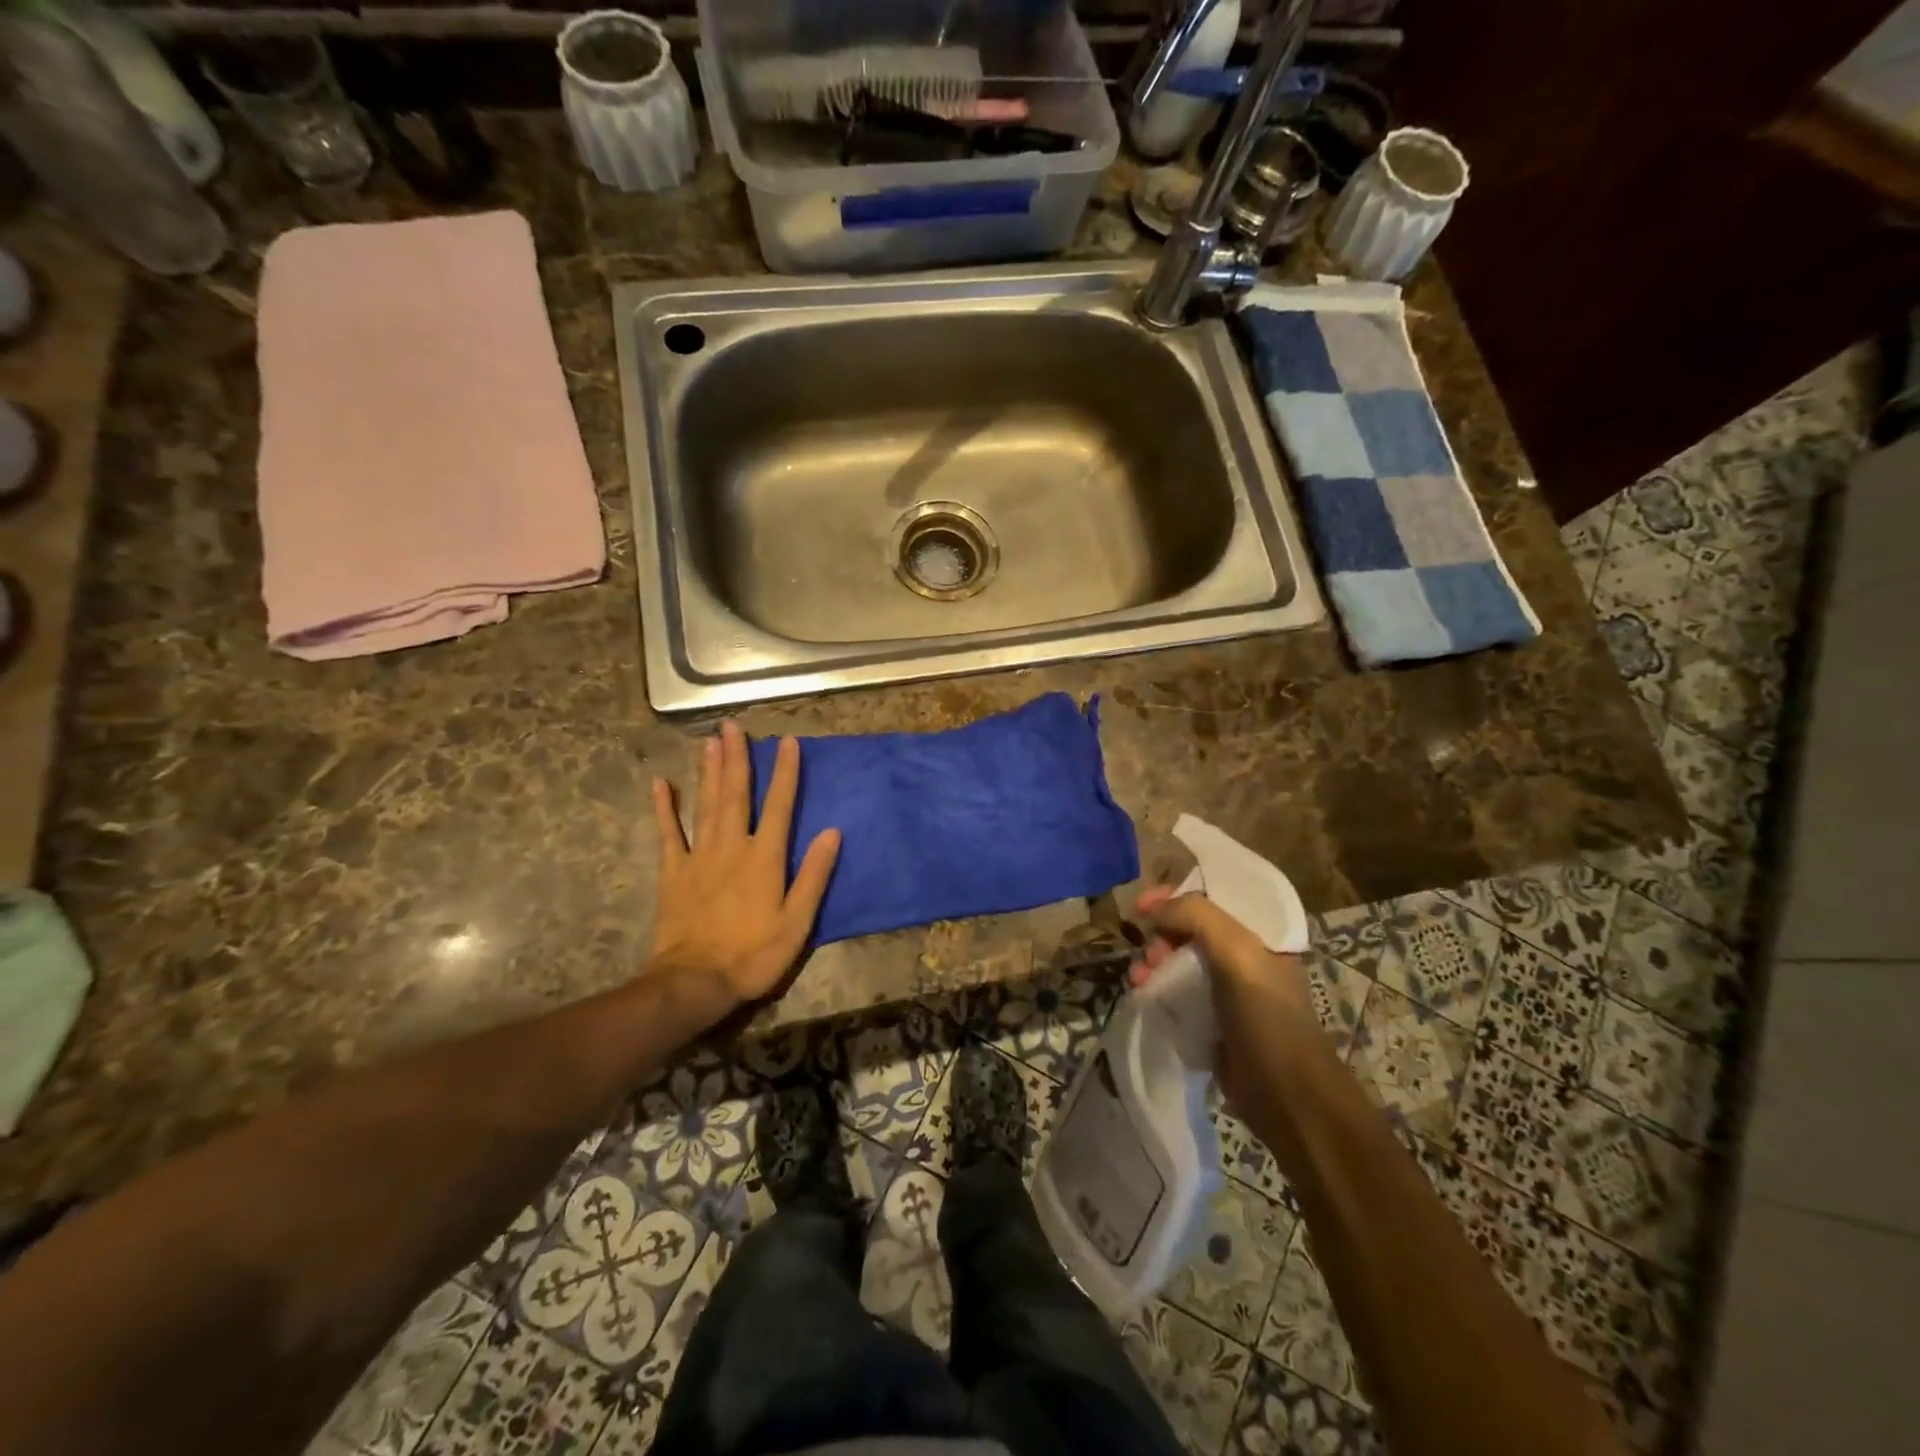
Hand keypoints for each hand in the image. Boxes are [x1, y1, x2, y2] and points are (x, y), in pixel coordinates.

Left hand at [649, 721, 840, 1007]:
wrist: (696, 981)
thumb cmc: (754, 954)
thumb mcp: (797, 921)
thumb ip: (814, 875)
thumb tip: (833, 832)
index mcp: (765, 858)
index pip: (780, 805)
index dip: (786, 773)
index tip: (788, 742)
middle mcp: (732, 846)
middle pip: (736, 794)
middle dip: (737, 758)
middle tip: (733, 726)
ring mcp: (699, 856)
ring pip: (706, 804)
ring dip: (708, 771)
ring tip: (710, 741)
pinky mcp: (673, 872)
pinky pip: (668, 833)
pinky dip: (663, 808)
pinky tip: (661, 783)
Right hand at [1132, 885, 1324, 1113]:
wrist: (1286, 1095)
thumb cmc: (1267, 1017)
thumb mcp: (1238, 954)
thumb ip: (1197, 917)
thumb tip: (1152, 909)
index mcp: (1260, 934)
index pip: (1212, 896)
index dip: (1175, 894)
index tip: (1142, 905)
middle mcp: (1244, 956)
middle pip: (1190, 927)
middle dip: (1161, 932)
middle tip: (1149, 952)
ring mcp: (1227, 989)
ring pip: (1179, 959)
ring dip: (1154, 961)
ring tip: (1139, 978)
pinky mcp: (1212, 1019)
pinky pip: (1177, 990)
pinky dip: (1157, 986)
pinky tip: (1143, 993)